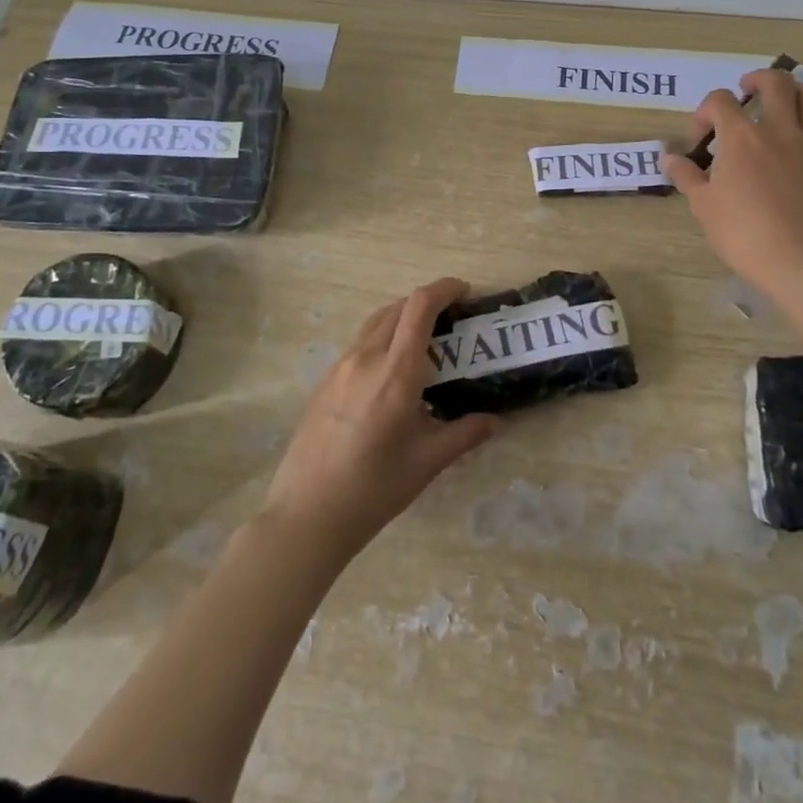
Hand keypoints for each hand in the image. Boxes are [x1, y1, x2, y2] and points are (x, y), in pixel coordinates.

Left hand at [261, 277, 500, 561]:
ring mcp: (340, 366)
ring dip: (402, 319)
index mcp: (395, 372)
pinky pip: (359, 344)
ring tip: (423, 344)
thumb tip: (495, 420)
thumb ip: (465, 434)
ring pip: (376, 323)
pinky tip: (390, 374)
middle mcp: (365, 358)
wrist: (307, 514)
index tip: (464, 292)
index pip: (419, 307)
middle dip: (427, 303)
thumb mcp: (427, 462)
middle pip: (398, 308)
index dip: (444, 289)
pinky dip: (382, 340)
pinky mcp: (325, 380)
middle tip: (451, 322)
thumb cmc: (374, 489)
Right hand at [663, 70, 802, 303]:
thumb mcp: (703, 206)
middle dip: (758, 79)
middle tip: (747, 91)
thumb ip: (686, 175)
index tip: (701, 135)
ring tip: (783, 105)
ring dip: (795, 93)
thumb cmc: (742, 233)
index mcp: (741, 136)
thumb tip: (668, 157)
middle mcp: (780, 130)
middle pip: (776, 82)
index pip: (721, 100)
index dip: (706, 110)